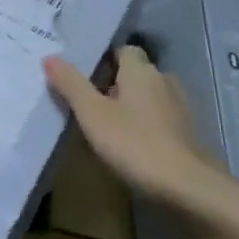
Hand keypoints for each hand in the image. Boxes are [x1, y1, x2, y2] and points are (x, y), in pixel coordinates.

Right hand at [44, 46, 238, 208]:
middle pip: (135, 74)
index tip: (84, 77)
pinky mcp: (188, 133)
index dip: (104, 60)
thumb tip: (50, 57)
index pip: (123, 50)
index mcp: (141, 70)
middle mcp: (164, 80)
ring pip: (149, 97)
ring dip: (131, 107)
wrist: (187, 187)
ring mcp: (180, 107)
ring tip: (106, 127)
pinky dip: (146, 126)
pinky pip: (160, 119)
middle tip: (87, 104)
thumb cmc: (134, 143)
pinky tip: (131, 146)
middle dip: (114, 84)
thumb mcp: (92, 114)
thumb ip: (71, 84)